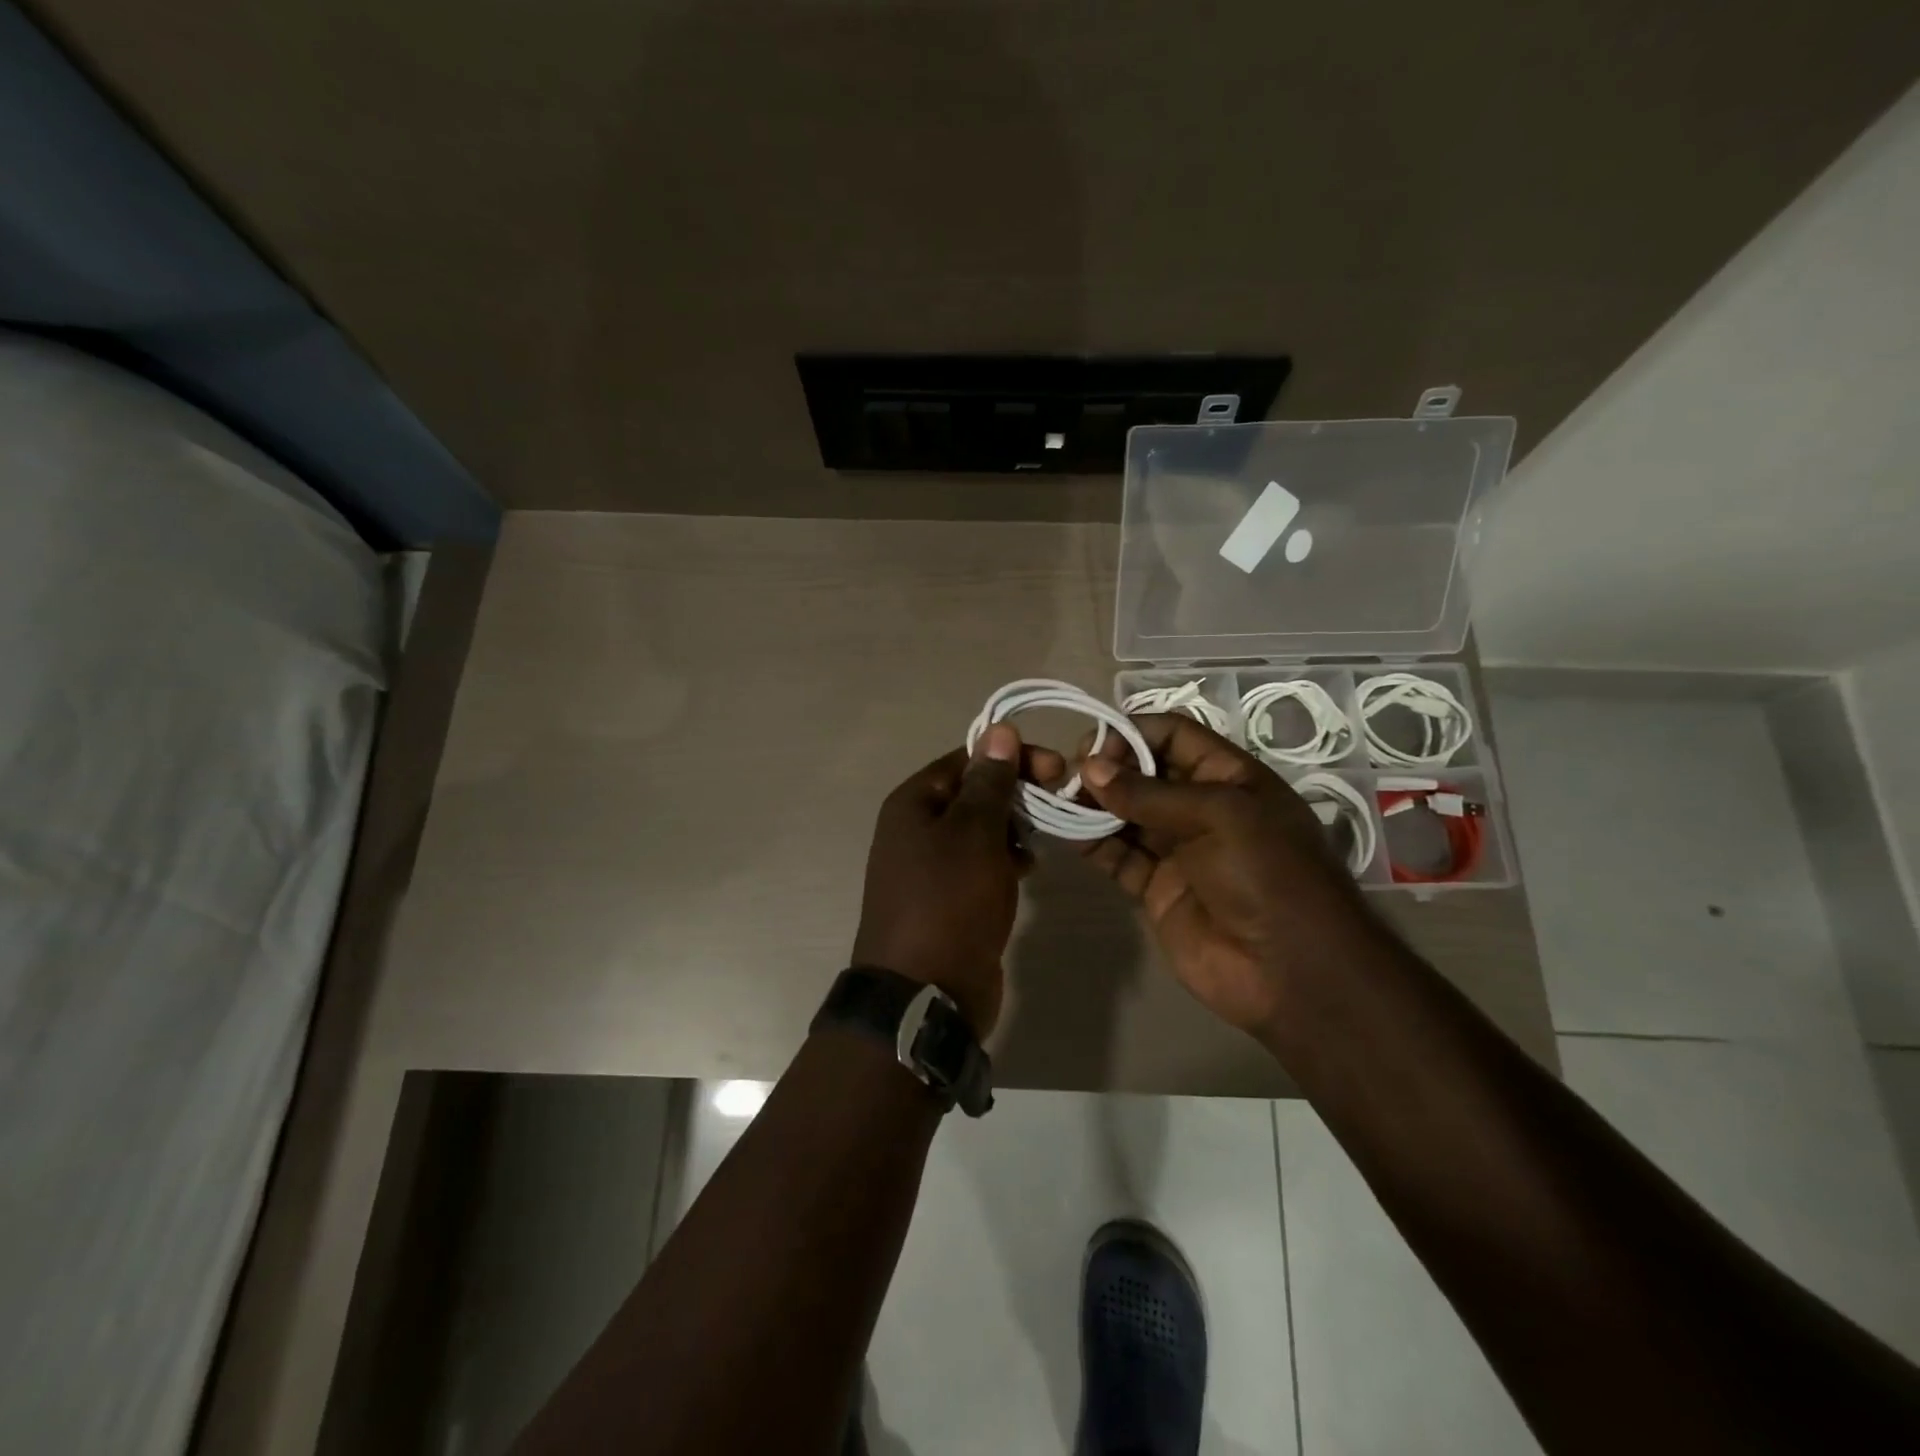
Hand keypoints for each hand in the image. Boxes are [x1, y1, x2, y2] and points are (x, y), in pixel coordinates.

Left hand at [851, 725, 1063, 1036]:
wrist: (925, 994)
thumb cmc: (949, 902)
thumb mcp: (974, 833)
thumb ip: (989, 783)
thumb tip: (999, 731)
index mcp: (913, 803)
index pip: (967, 760)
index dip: (1011, 758)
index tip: (1056, 769)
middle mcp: (916, 829)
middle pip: (974, 794)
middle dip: (1016, 794)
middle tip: (1059, 801)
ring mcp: (930, 867)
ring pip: (980, 831)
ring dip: (1013, 828)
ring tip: (1042, 840)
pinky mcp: (948, 899)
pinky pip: (979, 865)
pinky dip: (1004, 860)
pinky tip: (1027, 870)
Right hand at [1077, 715, 1385, 1033]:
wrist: (1291, 971)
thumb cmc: (1267, 874)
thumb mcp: (1219, 816)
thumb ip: (1150, 793)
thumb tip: (1089, 768)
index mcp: (1228, 777)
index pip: (1173, 736)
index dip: (1133, 733)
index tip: (1093, 745)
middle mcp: (1199, 806)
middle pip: (1143, 773)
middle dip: (1106, 768)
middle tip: (1069, 775)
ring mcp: (1176, 848)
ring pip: (1125, 813)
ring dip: (1093, 804)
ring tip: (1059, 800)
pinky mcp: (1155, 887)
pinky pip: (1117, 855)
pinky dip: (1092, 843)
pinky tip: (1067, 832)